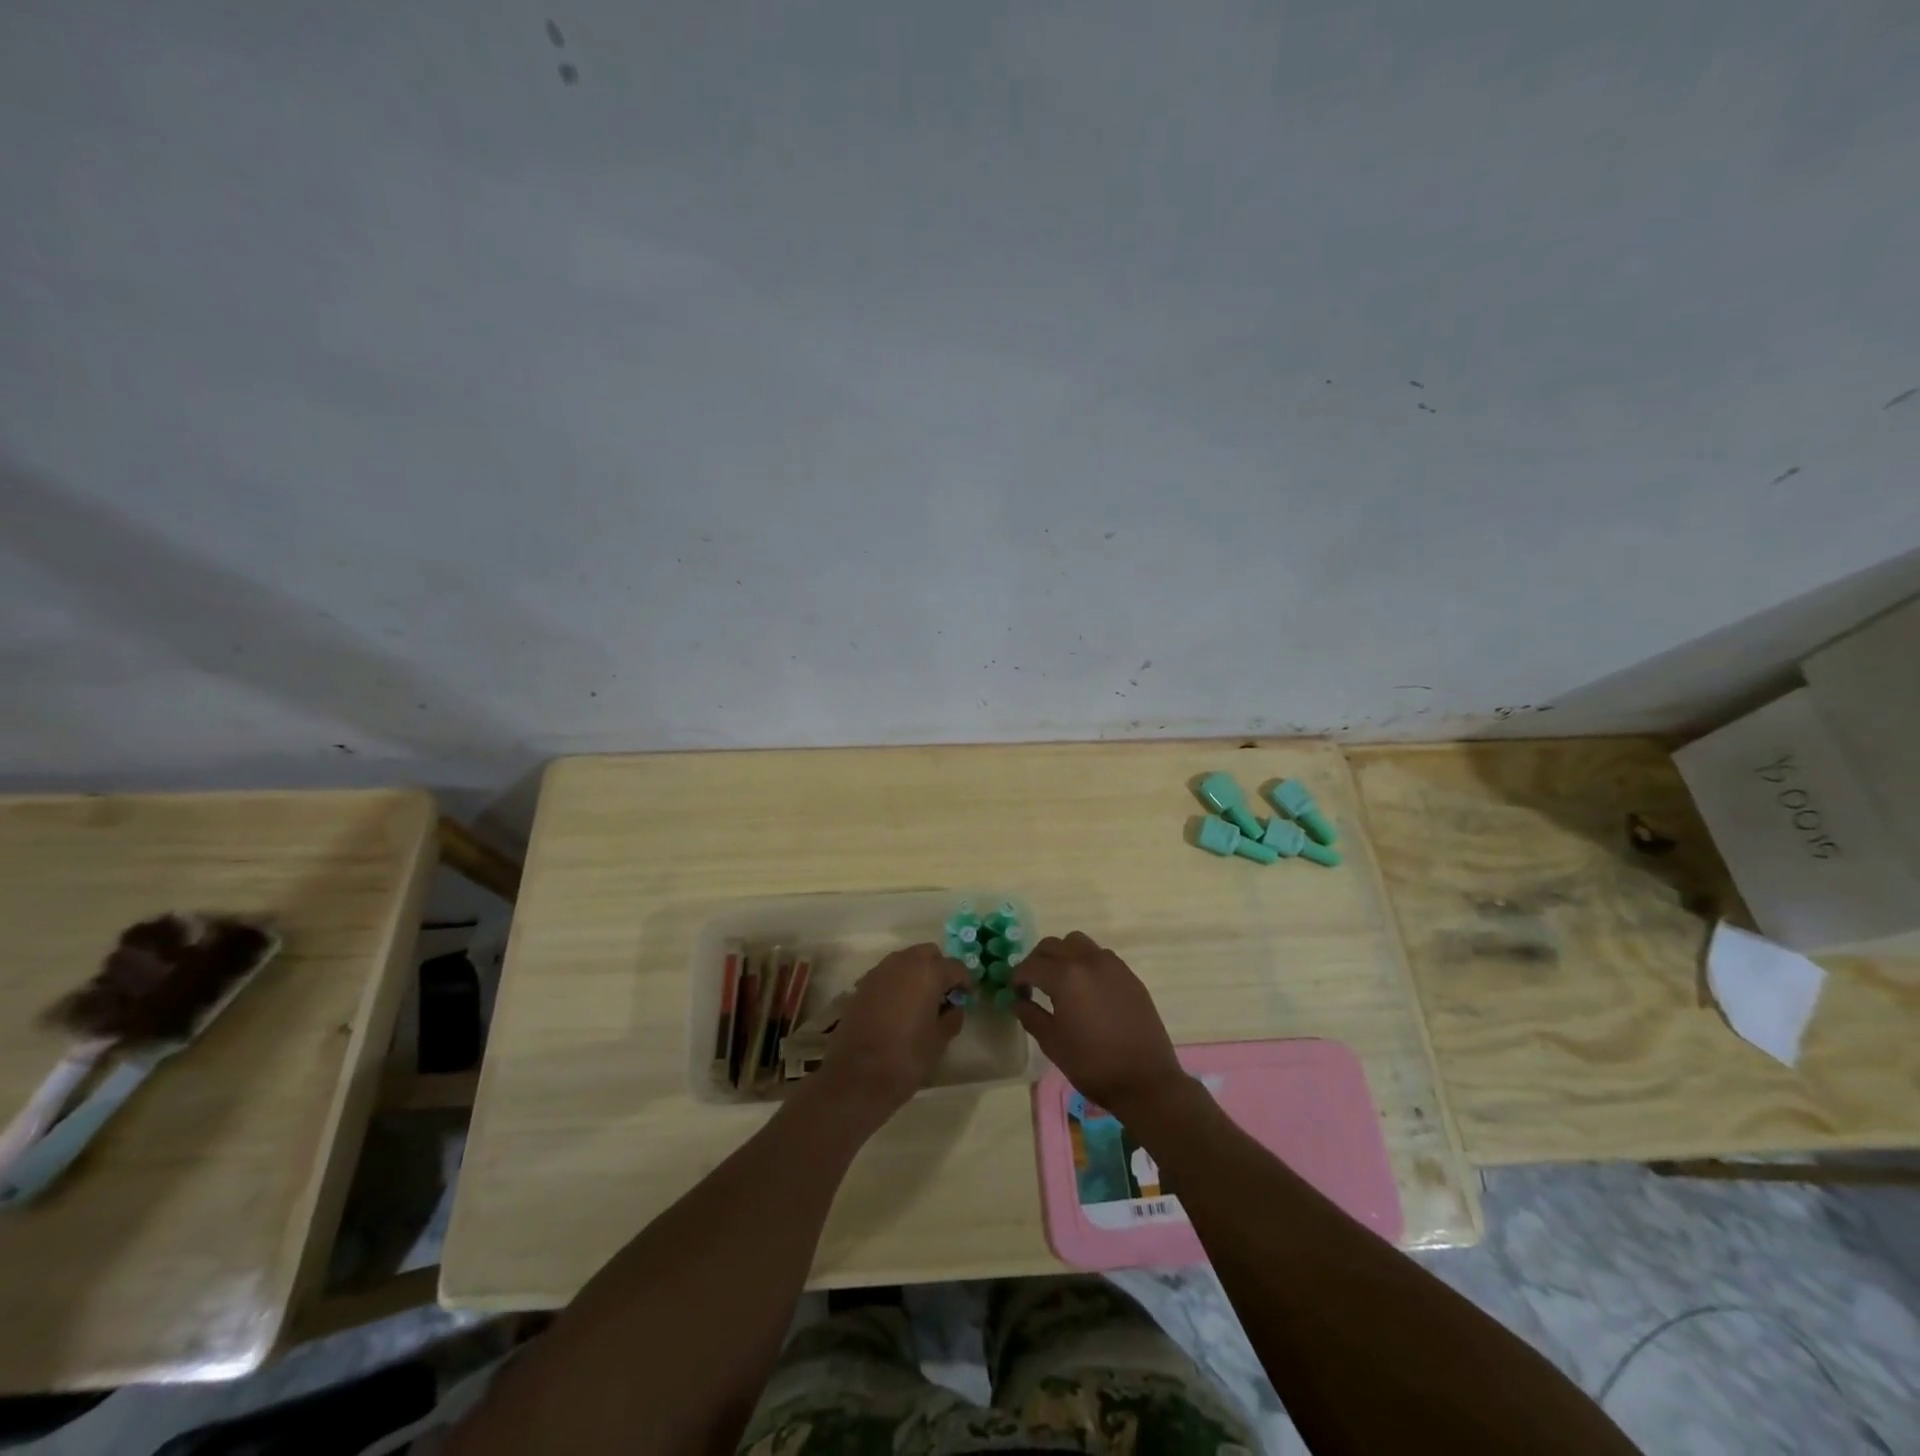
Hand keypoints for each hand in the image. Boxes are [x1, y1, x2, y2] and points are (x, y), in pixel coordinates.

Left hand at [813, 944, 968, 1121]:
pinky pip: (888, 974)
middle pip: (928, 954)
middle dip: (939, 969)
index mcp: (927, 972)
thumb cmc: (905, 1058)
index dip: (965, 981)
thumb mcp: (939, 1041)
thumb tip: (954, 1006)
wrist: (855, 1077)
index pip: (955, 966)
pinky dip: (898, 982)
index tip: (967, 997)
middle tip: (944, 995)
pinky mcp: (862, 985)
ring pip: (906, 960)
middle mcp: (903, 963)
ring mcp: (879, 972)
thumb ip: (952, 1017)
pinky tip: (899, 1008)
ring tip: (921, 1002)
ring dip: (917, 973)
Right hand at [1012, 932, 1183, 1118]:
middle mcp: (1088, 961)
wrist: (1145, 1080)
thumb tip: (1018, 1001)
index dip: (1017, 977)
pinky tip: (1087, 989)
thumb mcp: (1053, 1043)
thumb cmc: (1092, 1064)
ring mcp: (1112, 965)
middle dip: (1037, 960)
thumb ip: (1031, 1016)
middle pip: (1053, 945)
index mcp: (1065, 976)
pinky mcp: (1129, 975)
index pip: (1031, 965)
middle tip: (1033, 983)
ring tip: (1061, 980)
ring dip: (1063, 955)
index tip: (1014, 992)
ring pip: (1078, 943)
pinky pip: (1100, 956)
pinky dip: (1086, 962)